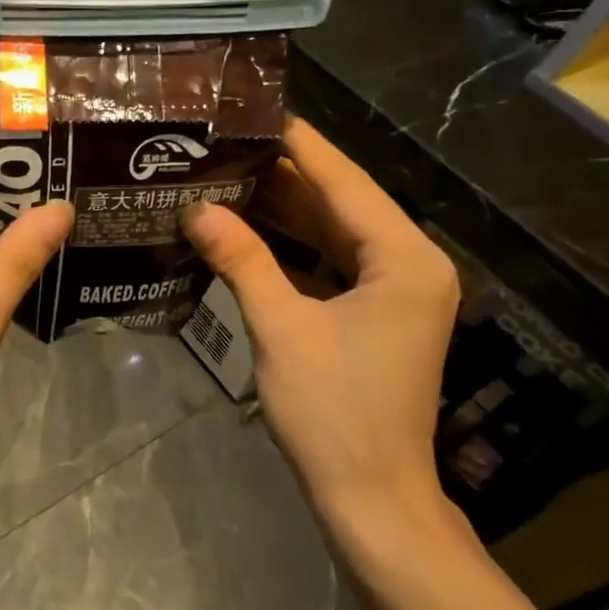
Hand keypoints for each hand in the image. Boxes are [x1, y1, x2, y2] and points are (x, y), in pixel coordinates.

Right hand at [180, 118, 459, 538]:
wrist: (372, 498)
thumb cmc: (333, 412)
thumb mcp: (281, 328)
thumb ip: (242, 260)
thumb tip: (197, 209)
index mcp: (404, 259)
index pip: (345, 182)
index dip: (299, 145)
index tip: (255, 111)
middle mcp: (411, 264)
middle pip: (342, 203)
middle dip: (286, 176)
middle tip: (228, 144)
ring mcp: (397, 292)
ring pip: (336, 234)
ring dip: (287, 211)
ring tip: (230, 176)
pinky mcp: (378, 315)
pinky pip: (334, 264)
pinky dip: (295, 248)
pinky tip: (251, 231)